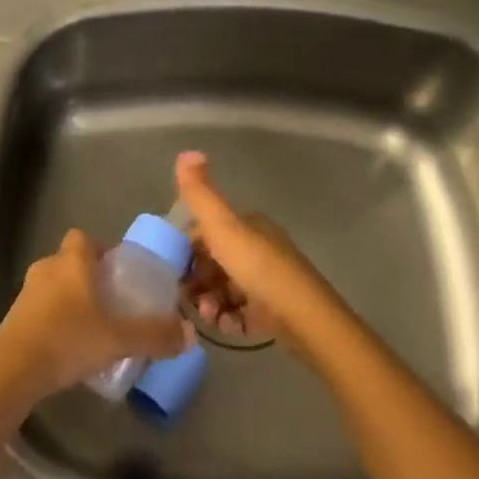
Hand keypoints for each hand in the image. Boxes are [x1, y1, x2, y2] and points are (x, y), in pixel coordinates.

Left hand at [0, 229, 192, 399]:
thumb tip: (190, 334)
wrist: (13, 369)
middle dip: (88, 278)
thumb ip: (155, 335)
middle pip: (70, 262)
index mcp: (71, 262)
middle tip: (111, 303)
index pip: (83, 238)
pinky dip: (54, 321)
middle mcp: (46, 268)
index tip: (118, 272)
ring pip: (54, 287)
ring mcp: (25, 293)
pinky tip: (68, 347)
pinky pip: (40, 310)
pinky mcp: (13, 318)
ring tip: (91, 329)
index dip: (101, 250)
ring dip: (70, 301)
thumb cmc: (68, 339)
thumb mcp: (119, 339)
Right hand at [175, 151, 339, 346]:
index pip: (207, 232)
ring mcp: (267, 282)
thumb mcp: (223, 225)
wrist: (303, 317)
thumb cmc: (258, 267)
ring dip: (210, 302)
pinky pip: (240, 314)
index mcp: (249, 225)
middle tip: (190, 298)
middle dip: (197, 280)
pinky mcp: (272, 313)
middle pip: (214, 263)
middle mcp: (259, 248)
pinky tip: (225, 326)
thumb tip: (185, 152)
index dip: (187, 249)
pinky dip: (229, 319)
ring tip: (209, 316)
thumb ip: (200, 193)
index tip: (175, 269)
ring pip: (225, 289)